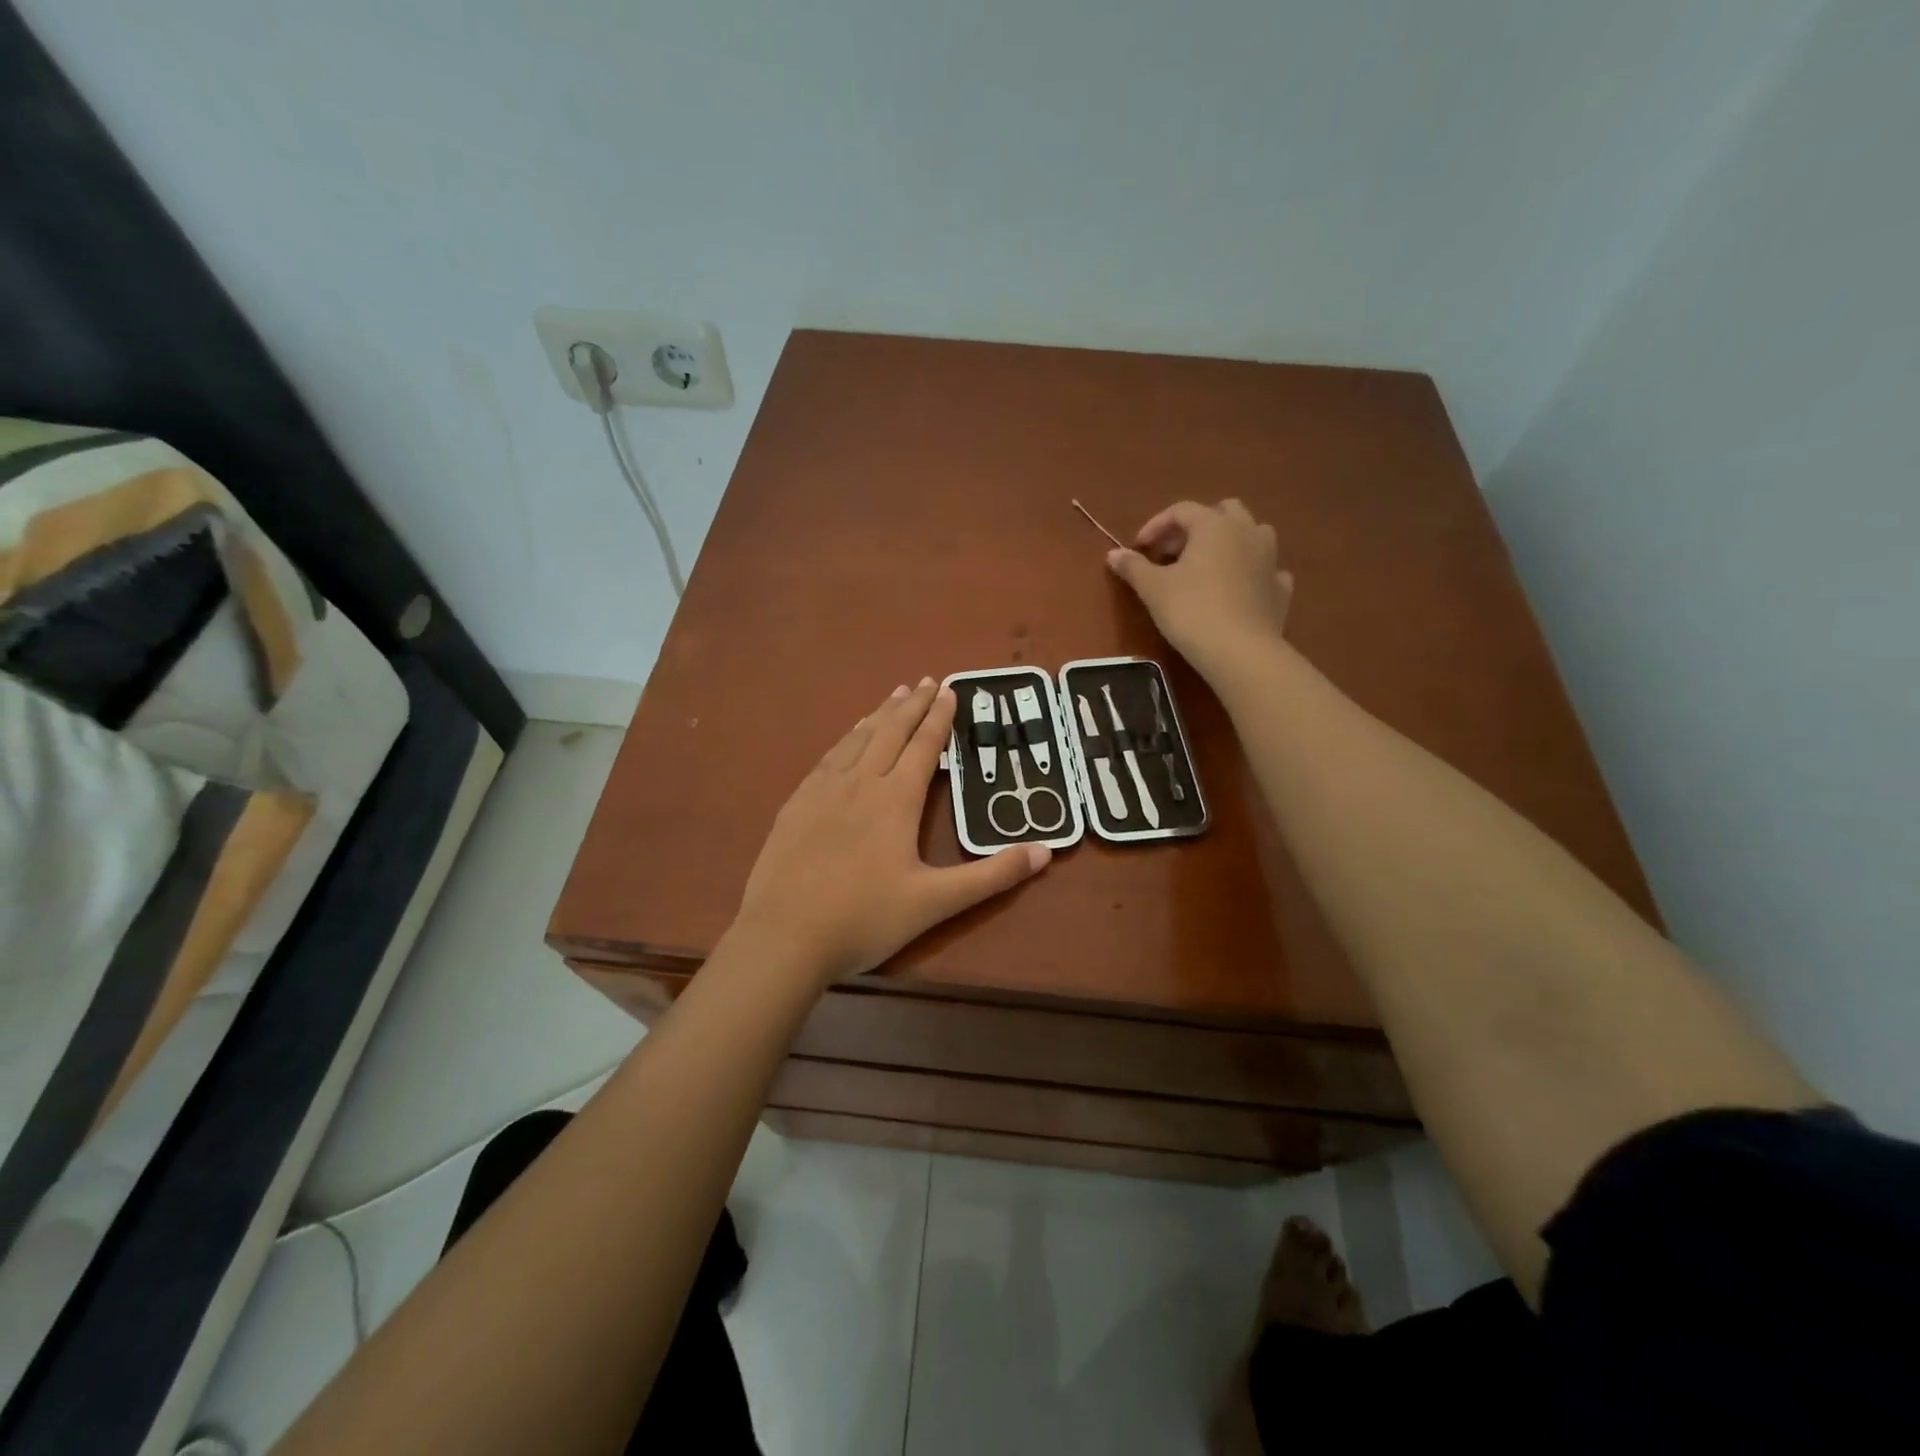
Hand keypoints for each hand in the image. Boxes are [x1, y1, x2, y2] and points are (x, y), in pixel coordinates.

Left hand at [735, 678, 1050, 984]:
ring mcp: (822, 791)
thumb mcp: (936, 902)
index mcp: (895, 799)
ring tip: (894, 695)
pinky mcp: (795, 804)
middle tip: (927, 680)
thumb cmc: (864, 919)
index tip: (950, 689)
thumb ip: (991, 876)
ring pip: (857, 739)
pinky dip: (846, 738)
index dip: (939, 717)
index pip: (924, 746)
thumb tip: (1046, 852)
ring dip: (879, 714)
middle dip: (912, 705)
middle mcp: (860, 782)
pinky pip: (828, 757)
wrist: (784, 937)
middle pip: (890, 732)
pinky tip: (847, 738)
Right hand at [1106, 499, 1294, 678]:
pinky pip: (1265, 569)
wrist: (1240, 651)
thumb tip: (1113, 554)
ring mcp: (1270, 559)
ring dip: (1227, 542)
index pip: (1181, 510)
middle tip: (1173, 553)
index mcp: (1214, 525)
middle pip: (1222, 512)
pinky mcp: (1281, 588)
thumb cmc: (1191, 611)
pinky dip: (1249, 572)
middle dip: (1195, 527)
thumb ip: (1133, 567)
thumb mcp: (1153, 589)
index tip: (1139, 548)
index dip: (1156, 525)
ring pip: (1250, 534)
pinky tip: (1237, 588)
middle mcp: (1247, 531)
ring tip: (1205, 567)